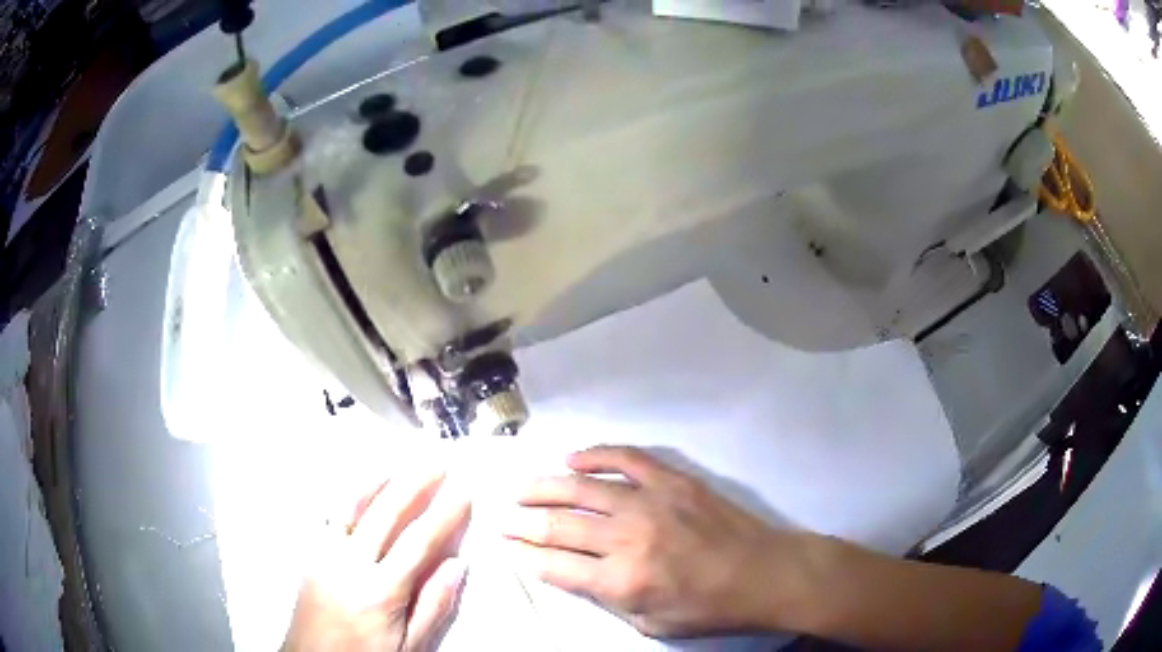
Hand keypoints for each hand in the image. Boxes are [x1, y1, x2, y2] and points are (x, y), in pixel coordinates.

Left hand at [283, 469, 470, 651]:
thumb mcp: (410, 646)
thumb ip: (433, 606)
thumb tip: (457, 565)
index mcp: (380, 591)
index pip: (418, 542)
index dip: (443, 515)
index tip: (462, 492)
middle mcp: (349, 565)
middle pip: (385, 514)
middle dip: (413, 485)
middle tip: (436, 463)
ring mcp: (325, 555)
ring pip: (352, 507)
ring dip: (378, 482)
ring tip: (400, 465)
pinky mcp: (311, 555)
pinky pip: (330, 516)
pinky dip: (349, 497)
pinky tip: (360, 489)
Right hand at [500, 446, 822, 637]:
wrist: (764, 573)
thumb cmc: (709, 609)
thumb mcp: (652, 625)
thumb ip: (608, 600)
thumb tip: (574, 573)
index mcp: (621, 581)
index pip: (555, 565)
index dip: (524, 554)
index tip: (506, 544)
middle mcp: (627, 538)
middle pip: (559, 525)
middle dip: (523, 522)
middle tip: (502, 516)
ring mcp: (651, 502)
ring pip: (582, 488)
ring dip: (544, 486)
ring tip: (521, 487)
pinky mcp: (673, 480)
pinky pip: (625, 458)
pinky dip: (595, 455)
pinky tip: (572, 459)